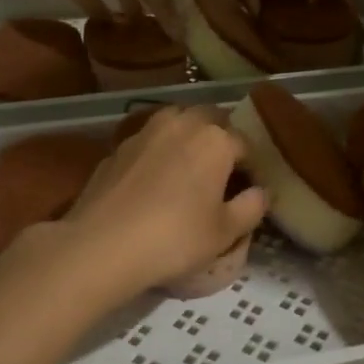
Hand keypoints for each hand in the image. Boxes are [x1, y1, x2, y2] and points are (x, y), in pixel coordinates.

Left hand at [66, 107, 266, 295]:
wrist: (102, 245)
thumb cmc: (175, 238)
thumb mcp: (225, 233)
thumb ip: (252, 207)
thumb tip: (262, 192)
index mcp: (215, 139)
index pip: (246, 144)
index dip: (252, 166)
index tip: (251, 188)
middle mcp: (182, 123)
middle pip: (211, 118)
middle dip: (221, 137)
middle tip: (222, 170)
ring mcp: (145, 131)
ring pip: (176, 120)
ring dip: (188, 134)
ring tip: (189, 165)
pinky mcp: (117, 147)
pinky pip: (149, 140)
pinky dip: (159, 150)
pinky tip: (154, 178)